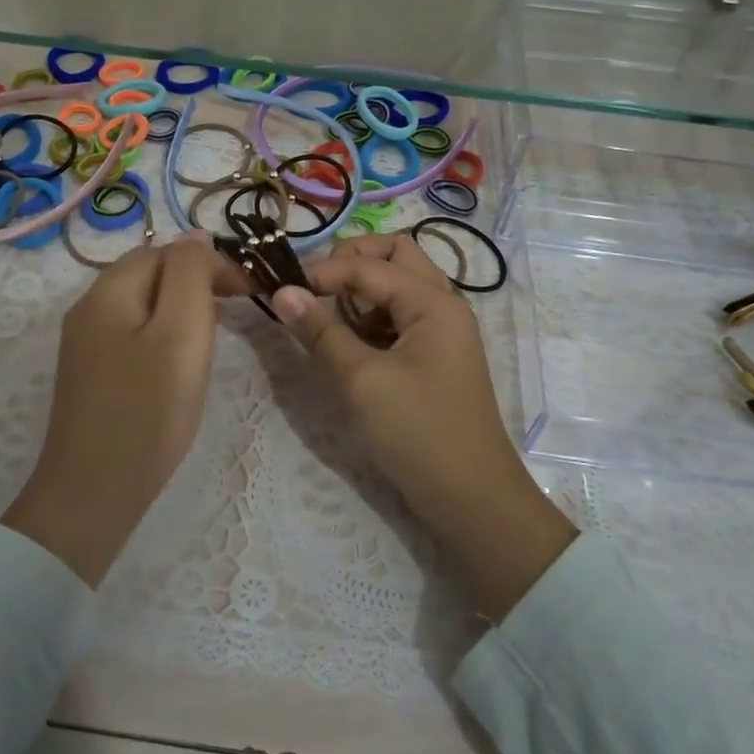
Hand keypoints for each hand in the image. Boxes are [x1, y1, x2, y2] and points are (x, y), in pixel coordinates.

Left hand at [2, 234, 233, 585]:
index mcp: (108, 292)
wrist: (93, 494)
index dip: (210, 262)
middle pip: (150, 274)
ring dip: (183, 308)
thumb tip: (195, 236)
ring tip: (216, 332)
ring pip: (144, 305)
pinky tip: (182, 360)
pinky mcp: (93, 375)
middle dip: (196, 282)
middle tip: (237, 309)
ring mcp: (86, 344)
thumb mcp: (181, 332)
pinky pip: (134, 334)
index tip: (250, 290)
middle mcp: (89, 309)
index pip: (165, 251)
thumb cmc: (147, 410)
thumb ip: (190, 275)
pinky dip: (165, 335)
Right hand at [272, 235, 576, 620]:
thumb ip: (320, 332)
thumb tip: (282, 291)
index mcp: (433, 302)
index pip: (369, 264)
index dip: (324, 271)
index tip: (283, 291)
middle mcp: (443, 305)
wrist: (471, 498)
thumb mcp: (361, 381)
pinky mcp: (434, 355)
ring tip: (331, 323)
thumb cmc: (417, 433)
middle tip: (316, 289)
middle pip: (395, 255)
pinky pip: (400, 316)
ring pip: (398, 284)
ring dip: (361, 290)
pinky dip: (372, 318)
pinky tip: (352, 348)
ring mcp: (442, 330)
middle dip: (351, 262)